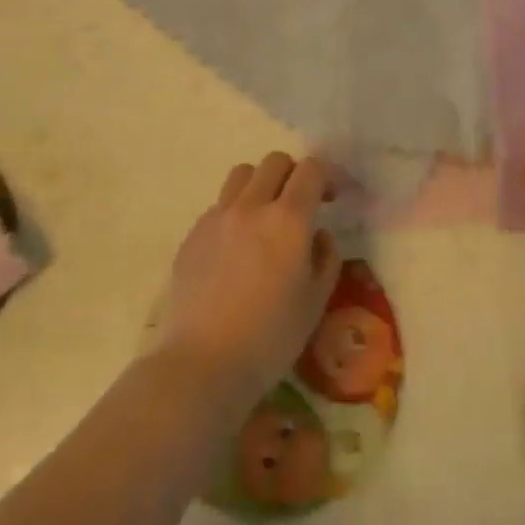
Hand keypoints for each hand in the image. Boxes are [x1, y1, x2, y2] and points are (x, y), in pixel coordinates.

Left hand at [154, 153, 342, 408]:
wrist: (203, 363)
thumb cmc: (270, 339)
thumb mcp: (315, 302)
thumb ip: (325, 258)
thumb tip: (319, 234)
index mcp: (288, 220)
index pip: (310, 169)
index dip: (326, 176)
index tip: (331, 197)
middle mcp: (251, 206)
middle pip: (274, 162)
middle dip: (293, 174)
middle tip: (300, 203)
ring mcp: (217, 217)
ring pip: (242, 175)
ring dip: (260, 184)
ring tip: (265, 216)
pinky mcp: (193, 233)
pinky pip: (219, 204)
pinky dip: (235, 211)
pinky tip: (236, 247)